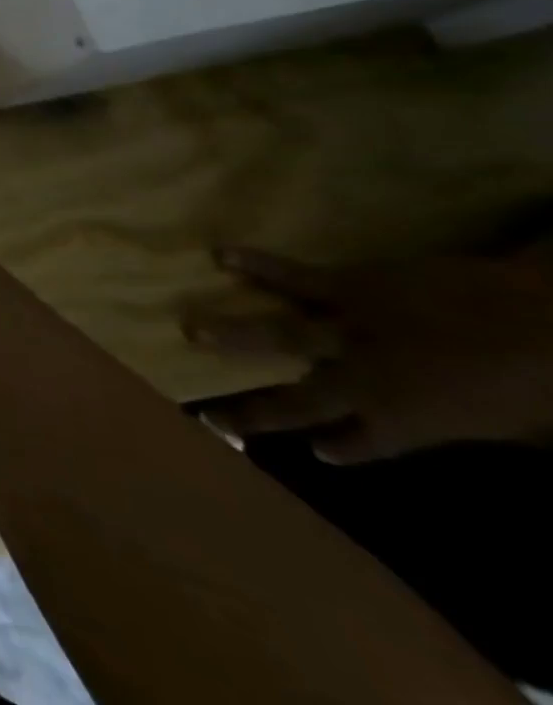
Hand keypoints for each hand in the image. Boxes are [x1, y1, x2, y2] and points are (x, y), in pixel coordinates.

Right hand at [189, 247, 552, 462]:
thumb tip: (446, 424)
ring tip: (190, 330)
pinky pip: (295, 277)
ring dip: (233, 334)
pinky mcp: (349, 287)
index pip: (361, 443)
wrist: (549, 323)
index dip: (339, 448)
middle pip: (302, 399)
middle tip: (212, 416)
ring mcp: (351, 330)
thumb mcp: (519, 427)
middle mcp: (365, 380)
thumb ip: (467, 424)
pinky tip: (222, 255)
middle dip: (257, 409)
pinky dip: (259, 265)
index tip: (318, 452)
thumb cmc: (543, 386)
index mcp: (410, 420)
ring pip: (281, 335)